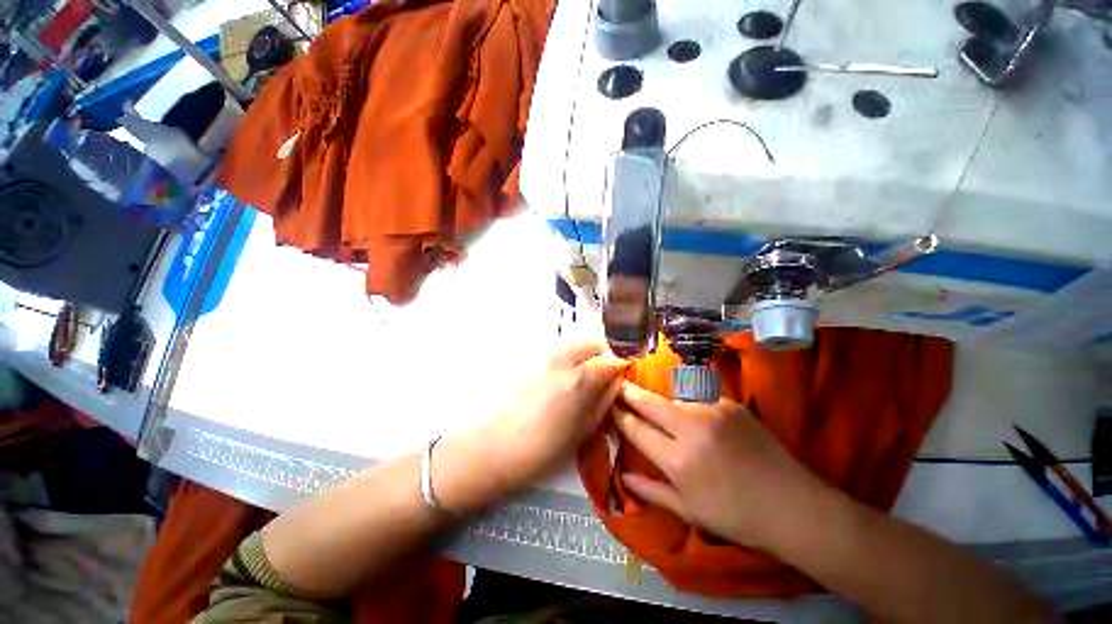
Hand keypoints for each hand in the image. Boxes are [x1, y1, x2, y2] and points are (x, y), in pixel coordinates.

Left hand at [484, 342, 628, 489]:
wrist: (495, 445)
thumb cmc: (544, 447)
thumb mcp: (584, 429)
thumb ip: (605, 399)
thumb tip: (617, 381)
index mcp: (579, 378)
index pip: (612, 358)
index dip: (622, 365)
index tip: (623, 374)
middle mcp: (562, 359)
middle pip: (593, 342)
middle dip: (604, 354)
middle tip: (605, 374)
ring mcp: (544, 355)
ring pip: (575, 343)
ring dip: (586, 354)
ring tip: (584, 376)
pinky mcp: (530, 358)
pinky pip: (558, 349)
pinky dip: (569, 357)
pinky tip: (562, 378)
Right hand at [613, 383, 828, 552]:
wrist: (792, 505)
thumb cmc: (736, 516)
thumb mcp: (689, 511)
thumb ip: (651, 491)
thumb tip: (622, 476)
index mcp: (677, 460)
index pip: (636, 428)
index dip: (619, 415)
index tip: (610, 405)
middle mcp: (691, 428)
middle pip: (649, 402)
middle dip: (629, 392)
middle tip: (618, 385)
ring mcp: (712, 411)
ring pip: (673, 399)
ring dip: (662, 403)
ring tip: (659, 409)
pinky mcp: (730, 403)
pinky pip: (698, 399)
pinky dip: (689, 406)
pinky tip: (695, 417)